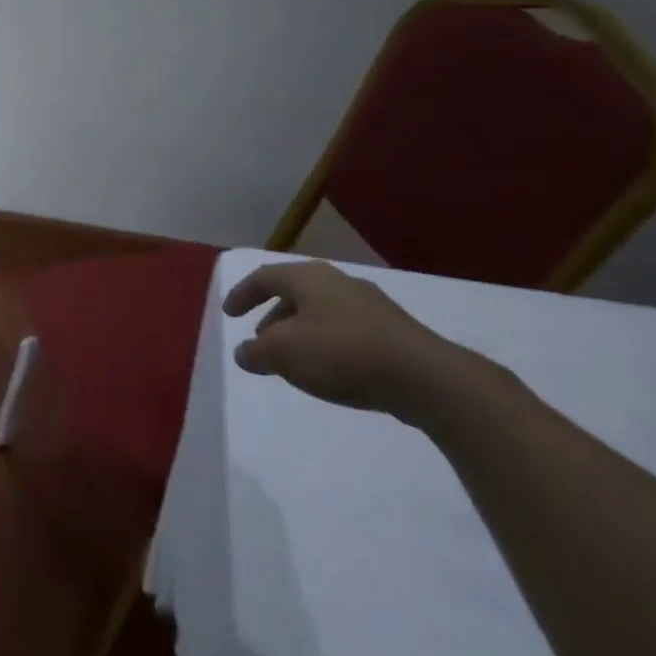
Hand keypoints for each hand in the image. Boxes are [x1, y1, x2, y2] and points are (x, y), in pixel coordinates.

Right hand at [223, 260, 481, 422]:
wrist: (427, 378)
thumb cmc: (341, 353)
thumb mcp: (282, 354)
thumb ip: (256, 352)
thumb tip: (244, 352)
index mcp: (308, 278)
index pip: (264, 277)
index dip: (242, 294)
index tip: (229, 314)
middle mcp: (338, 282)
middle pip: (295, 292)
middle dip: (273, 315)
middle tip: (261, 339)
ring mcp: (371, 306)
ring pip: (322, 312)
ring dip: (300, 331)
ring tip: (294, 360)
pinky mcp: (395, 332)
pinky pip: (347, 330)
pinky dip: (327, 344)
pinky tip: (330, 370)